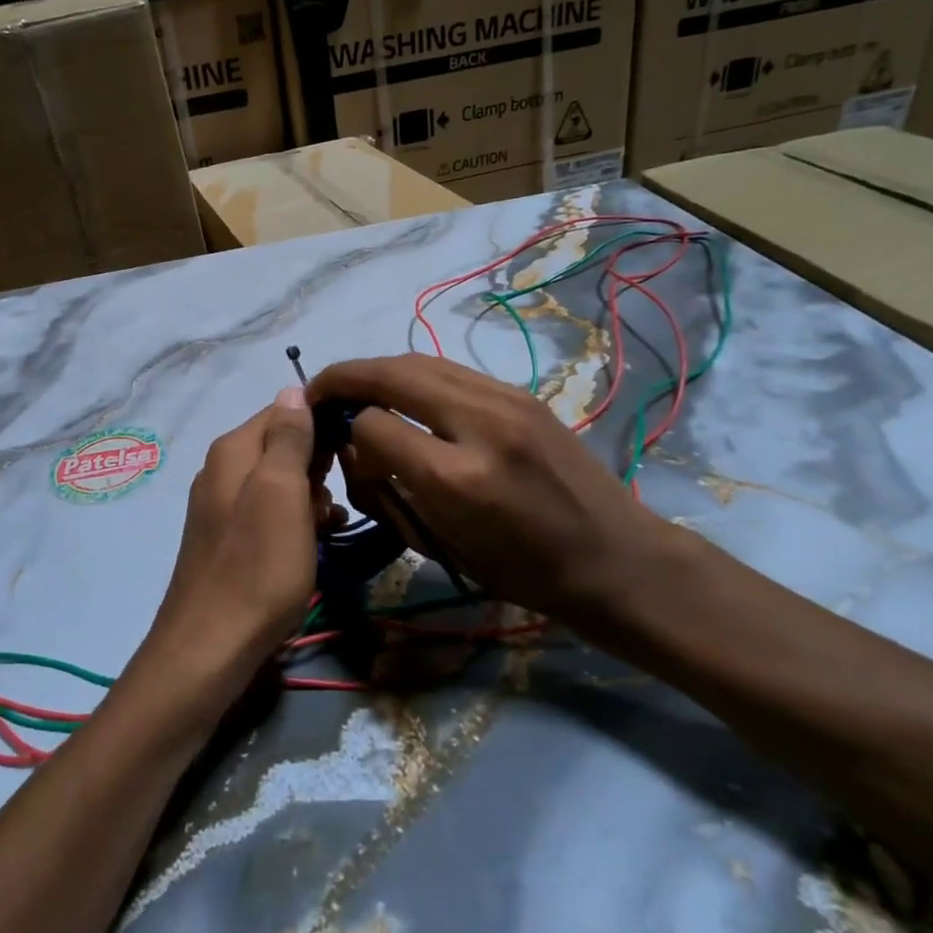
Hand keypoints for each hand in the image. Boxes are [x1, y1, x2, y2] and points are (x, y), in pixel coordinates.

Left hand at [133, 389, 324, 713]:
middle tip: (338, 495)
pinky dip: (296, 523)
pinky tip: (315, 543)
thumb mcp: (281, 492)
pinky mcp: (230, 539)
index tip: (355, 448)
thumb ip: (288, 437)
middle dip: (318, 465)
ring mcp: (224, 506)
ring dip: (312, 498)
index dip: (322, 423)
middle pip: (283, 446)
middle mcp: (223, 469)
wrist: (211, 648)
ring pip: (281, 483)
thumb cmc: (257, 566)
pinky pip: (271, 514)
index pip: (285, 409)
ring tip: (330, 523)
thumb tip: (293, 388)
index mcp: (233, 449)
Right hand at [307, 355, 681, 625]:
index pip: (372, 425)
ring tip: (354, 388)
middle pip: (389, 373)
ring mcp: (504, 399)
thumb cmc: (523, 572)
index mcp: (455, 476)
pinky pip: (449, 369)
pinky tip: (404, 393)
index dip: (346, 435)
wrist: (614, 558)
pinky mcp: (519, 393)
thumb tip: (357, 445)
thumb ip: (390, 490)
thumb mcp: (443, 544)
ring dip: (377, 370)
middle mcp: (477, 422)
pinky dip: (414, 375)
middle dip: (344, 378)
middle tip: (318, 391)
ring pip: (418, 360)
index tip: (341, 450)